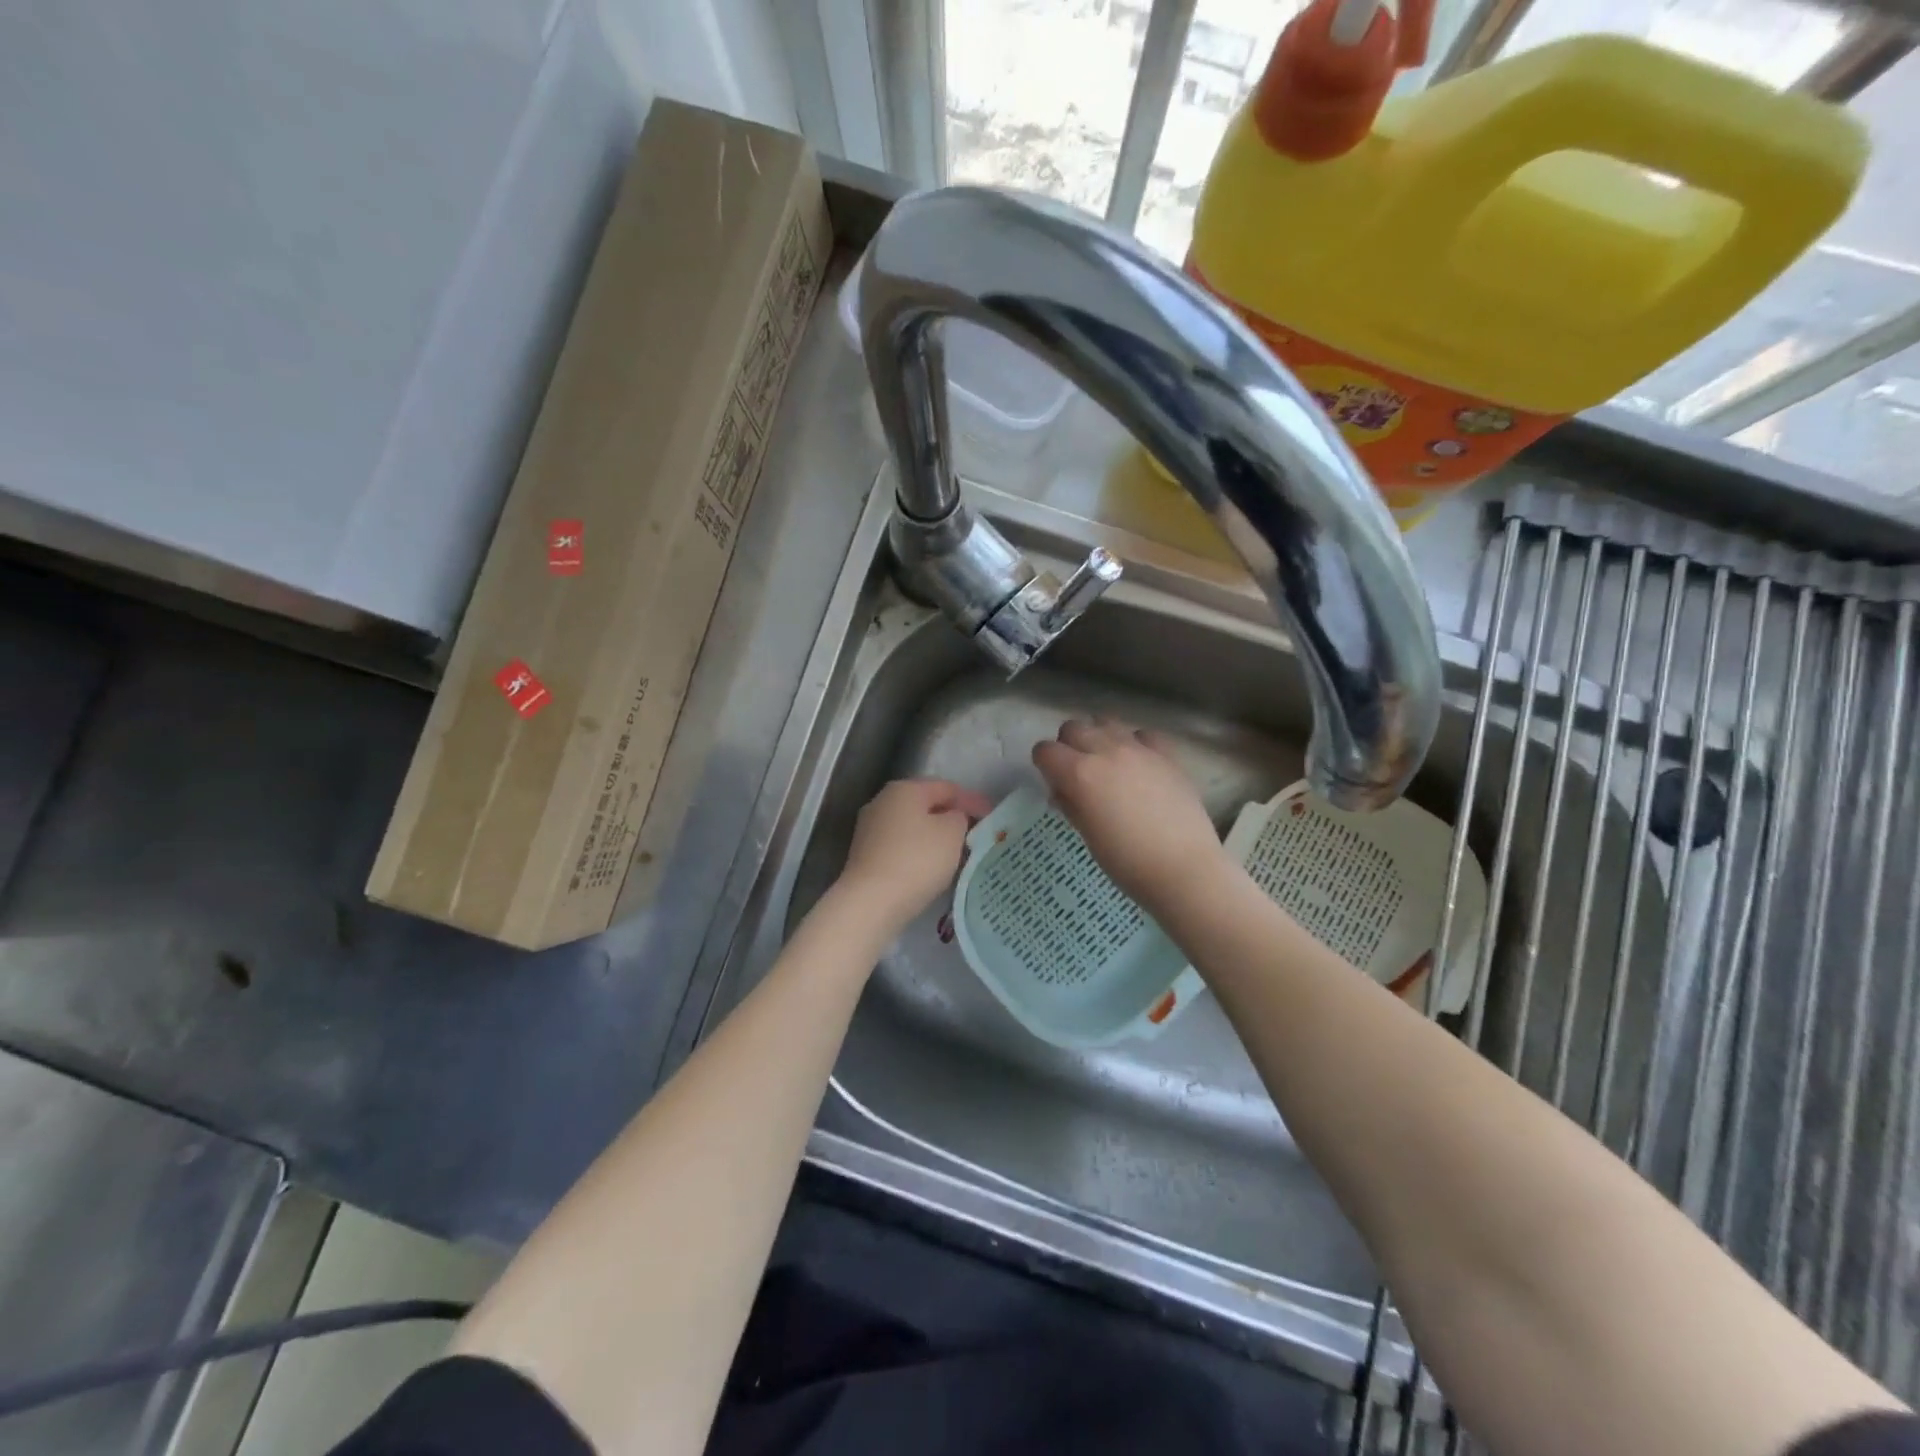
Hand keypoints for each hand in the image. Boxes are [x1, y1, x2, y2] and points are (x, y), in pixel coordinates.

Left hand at [836, 778, 993, 933]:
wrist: (871, 902)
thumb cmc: (917, 860)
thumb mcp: (952, 833)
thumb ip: (959, 817)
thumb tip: (952, 818)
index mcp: (904, 789)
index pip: (947, 787)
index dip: (972, 801)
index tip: (992, 818)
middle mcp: (882, 802)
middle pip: (926, 805)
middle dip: (951, 818)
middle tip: (975, 835)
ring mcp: (869, 829)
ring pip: (912, 827)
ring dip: (935, 837)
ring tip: (957, 854)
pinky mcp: (865, 855)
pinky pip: (901, 847)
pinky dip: (918, 853)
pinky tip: (932, 869)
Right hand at [1032, 717, 1228, 912]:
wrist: (1184, 869)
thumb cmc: (1127, 862)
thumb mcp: (1087, 835)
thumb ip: (1070, 804)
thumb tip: (1063, 790)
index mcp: (1080, 773)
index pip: (1045, 750)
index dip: (1044, 765)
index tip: (1053, 782)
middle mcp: (1106, 751)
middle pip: (1073, 728)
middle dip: (1068, 746)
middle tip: (1077, 773)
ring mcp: (1139, 749)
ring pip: (1106, 722)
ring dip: (1098, 737)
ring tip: (1107, 764)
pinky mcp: (1167, 754)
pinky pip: (1142, 734)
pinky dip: (1134, 743)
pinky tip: (1139, 765)